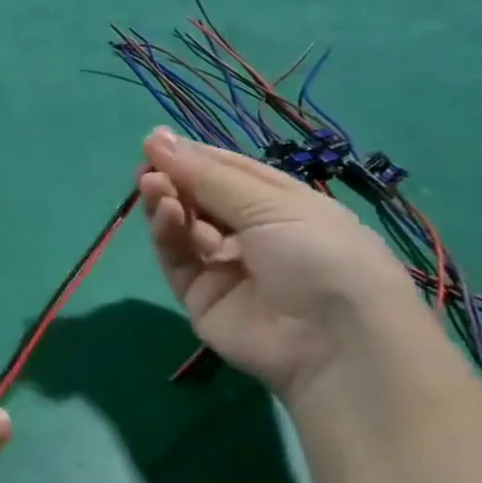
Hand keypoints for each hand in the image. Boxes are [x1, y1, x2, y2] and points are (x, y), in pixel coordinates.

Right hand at [139, 126, 421, 398]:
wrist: (335, 343)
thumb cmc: (321, 255)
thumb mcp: (272, 204)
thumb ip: (207, 175)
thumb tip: (156, 139)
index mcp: (284, 206)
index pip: (230, 173)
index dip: (194, 156)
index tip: (155, 140)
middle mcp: (253, 235)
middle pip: (201, 199)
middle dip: (174, 178)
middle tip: (145, 163)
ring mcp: (225, 267)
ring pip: (184, 227)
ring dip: (167, 201)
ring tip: (151, 184)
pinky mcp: (200, 297)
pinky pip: (178, 259)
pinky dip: (168, 233)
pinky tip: (166, 212)